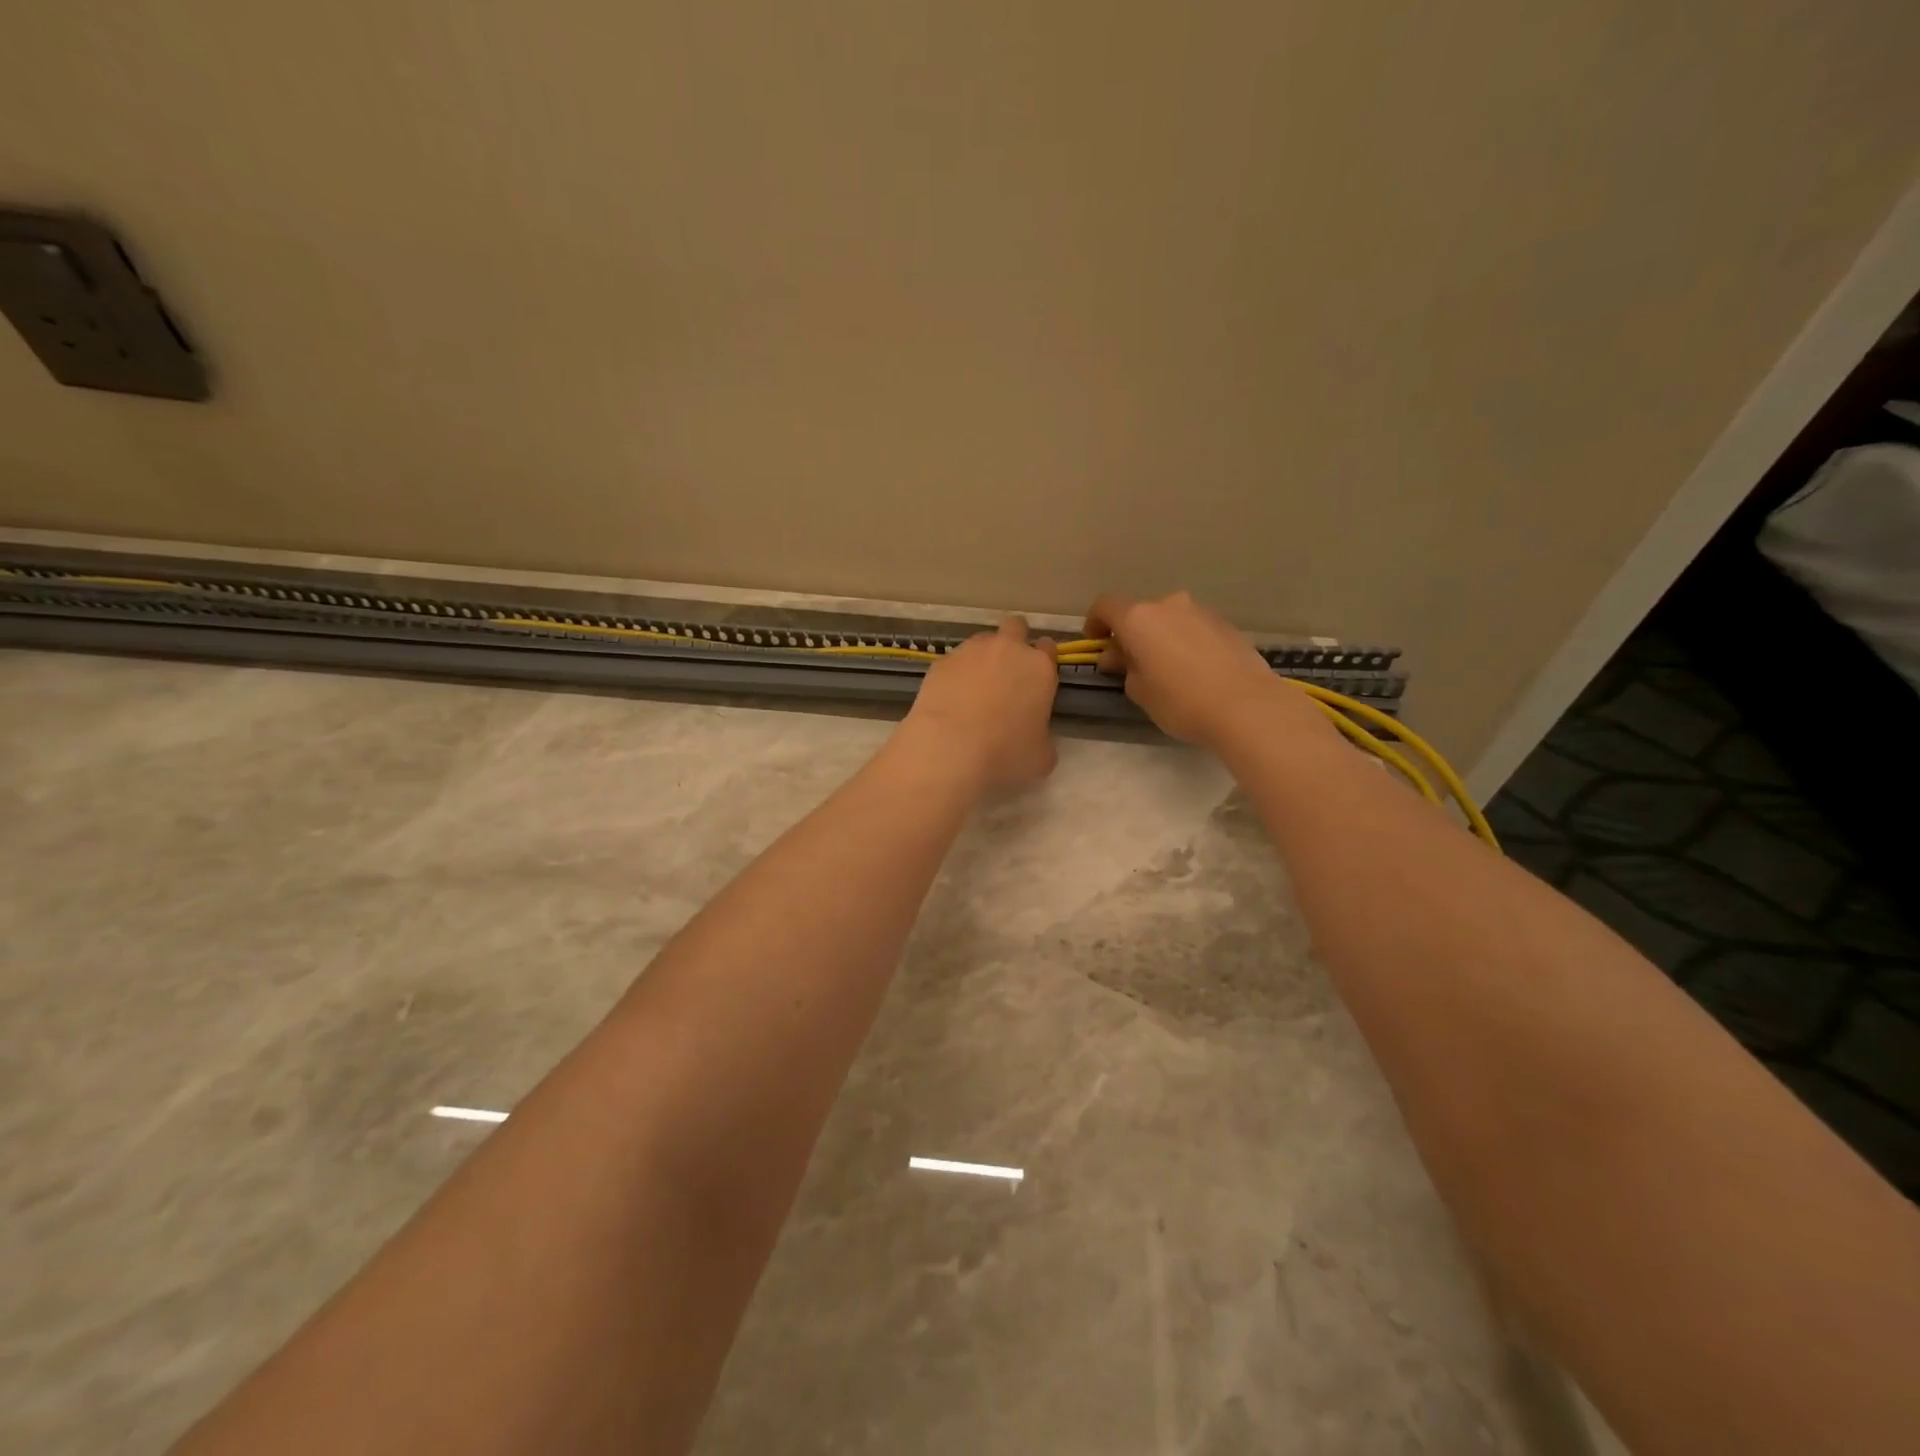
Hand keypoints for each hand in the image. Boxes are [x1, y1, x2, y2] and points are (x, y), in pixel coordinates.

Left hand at [900, 616, 1058, 789]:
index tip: (1036, 680)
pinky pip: (954, 660)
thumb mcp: (1042, 756)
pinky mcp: (941, 662)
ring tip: (974, 689)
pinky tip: (950, 699)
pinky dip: (955, 674)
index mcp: (1039, 668)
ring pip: (982, 641)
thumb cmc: (1005, 754)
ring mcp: (971, 651)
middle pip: (1015, 627)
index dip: (1043, 662)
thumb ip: (1043, 735)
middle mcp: (1007, 649)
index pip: (1048, 648)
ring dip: (983, 657)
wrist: (948, 750)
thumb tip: (1035, 735)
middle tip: (1007, 672)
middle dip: (1014, 641)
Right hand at [1084, 590, 1328, 748]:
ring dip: (1160, 638)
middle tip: (1131, 664)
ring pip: (1169, 619)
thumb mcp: (1139, 691)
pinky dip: (1185, 642)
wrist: (1246, 706)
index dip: (1095, 622)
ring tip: (1166, 670)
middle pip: (1140, 613)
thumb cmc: (1181, 701)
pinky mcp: (1226, 624)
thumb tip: (1120, 655)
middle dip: (1131, 634)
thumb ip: (1125, 667)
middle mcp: (1169, 605)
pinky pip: (1193, 629)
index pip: (1105, 605)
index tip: (1096, 643)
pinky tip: (1194, 671)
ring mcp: (1201, 612)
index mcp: (1139, 618)